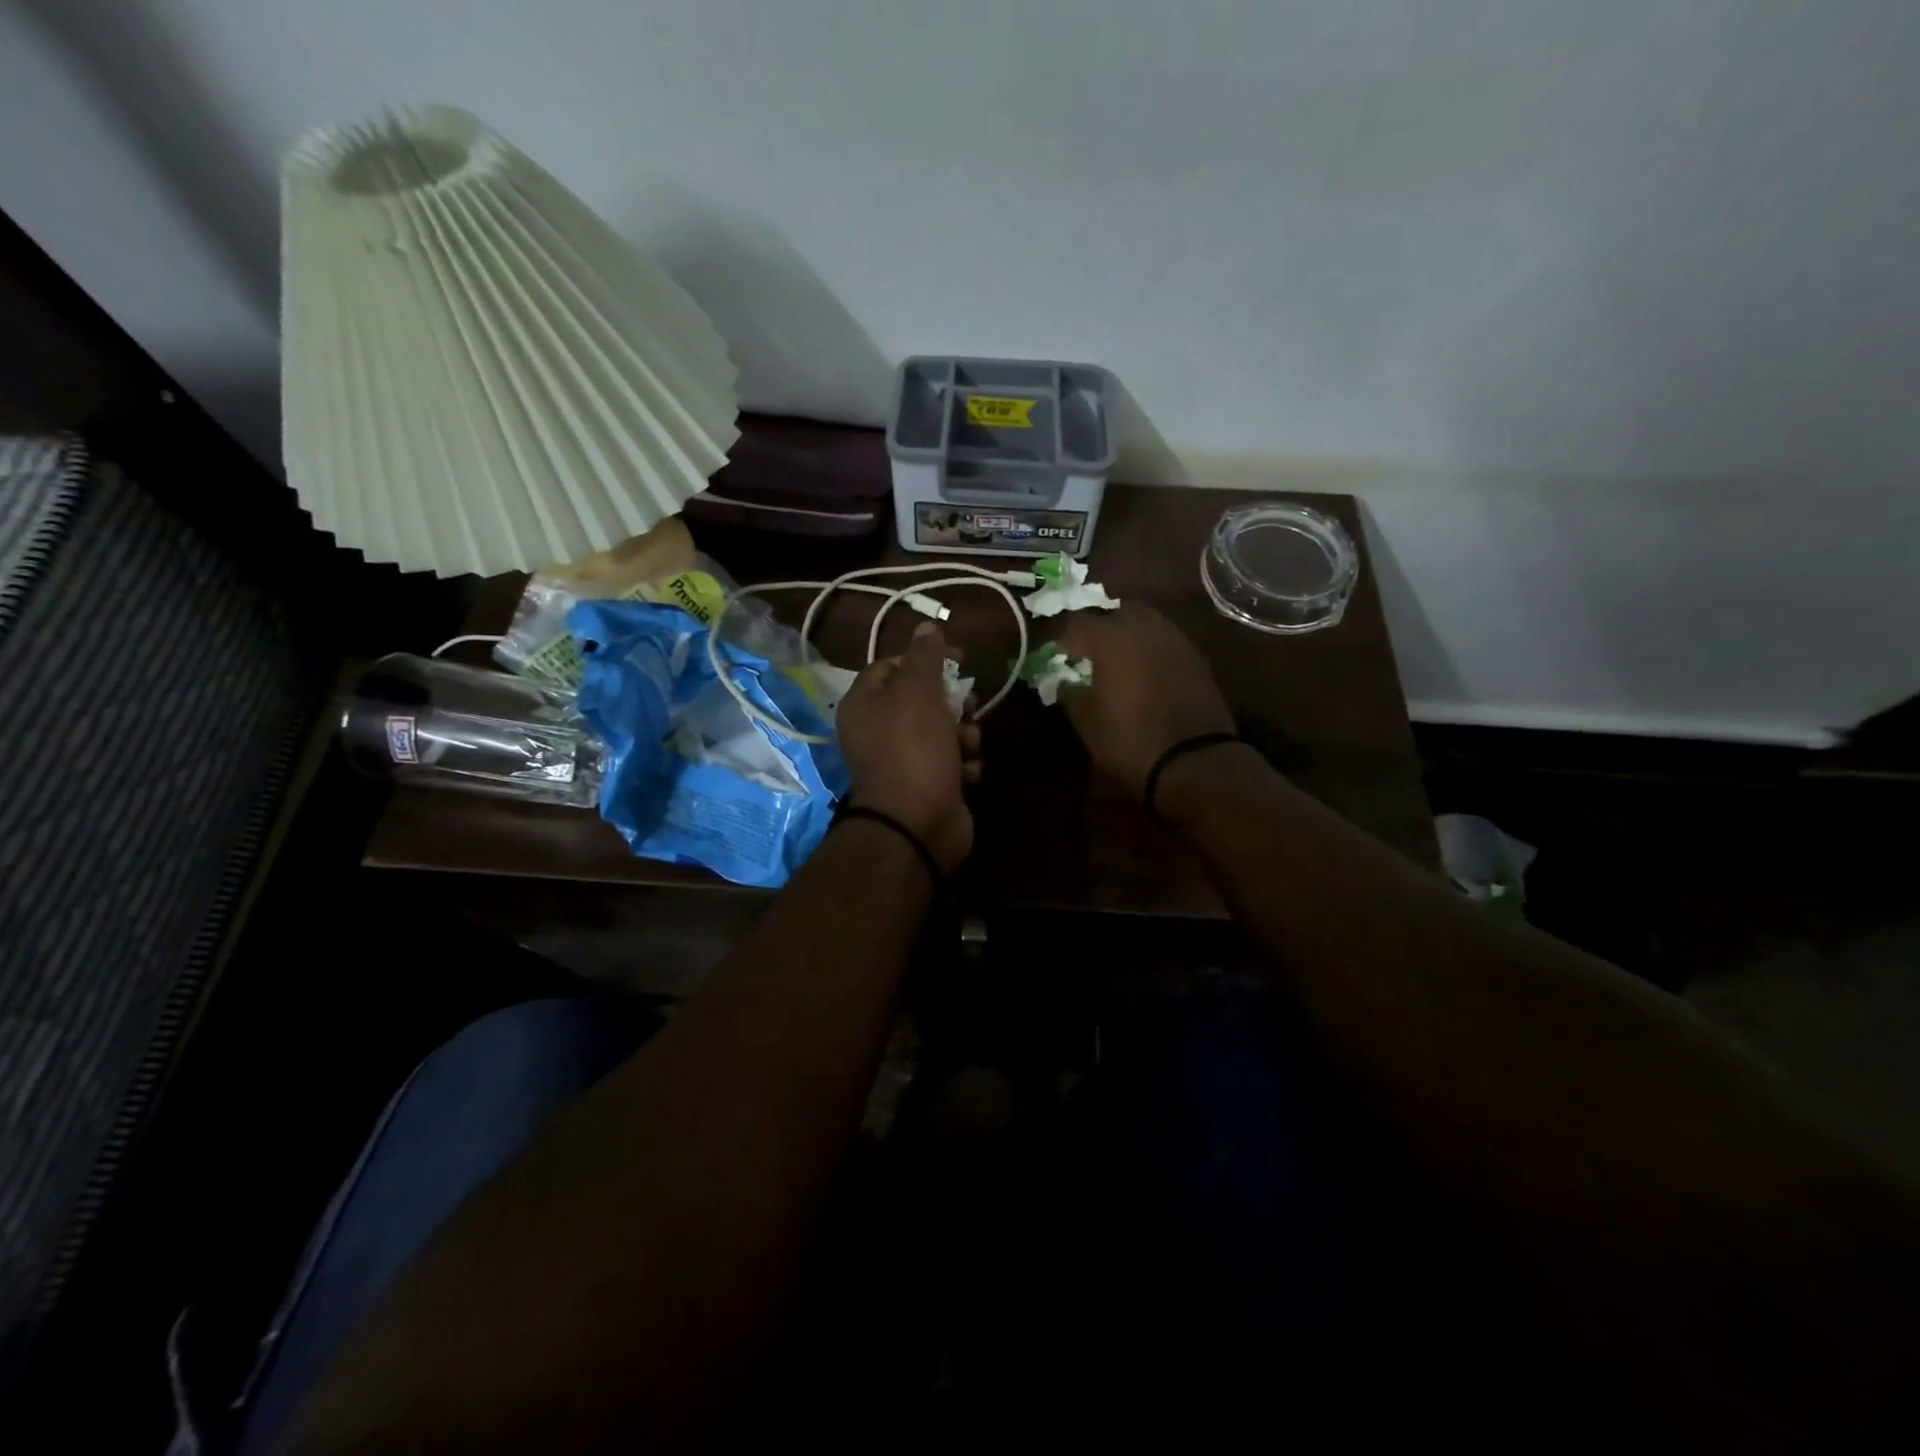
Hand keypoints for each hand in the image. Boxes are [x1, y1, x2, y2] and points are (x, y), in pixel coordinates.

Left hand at [837, 623, 981, 872]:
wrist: (917, 824)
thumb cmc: (913, 749)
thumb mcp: (918, 692)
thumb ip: (924, 657)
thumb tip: (927, 626)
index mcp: (864, 704)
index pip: (891, 665)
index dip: (925, 658)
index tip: (958, 659)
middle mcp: (878, 730)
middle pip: (923, 699)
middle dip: (952, 702)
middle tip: (966, 708)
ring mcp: (904, 760)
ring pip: (944, 730)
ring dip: (964, 735)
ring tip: (967, 747)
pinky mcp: (928, 784)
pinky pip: (951, 761)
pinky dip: (963, 764)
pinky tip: (968, 773)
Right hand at [1054, 604, 1236, 799]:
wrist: (1193, 760)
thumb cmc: (1129, 738)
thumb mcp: (1087, 721)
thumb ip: (1070, 693)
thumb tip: (1066, 682)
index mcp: (1111, 637)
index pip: (1077, 623)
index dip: (1063, 639)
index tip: (1058, 657)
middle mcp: (1145, 627)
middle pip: (1117, 612)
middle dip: (1102, 628)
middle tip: (1092, 653)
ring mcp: (1176, 640)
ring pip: (1147, 623)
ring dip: (1131, 637)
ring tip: (1121, 663)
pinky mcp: (1197, 659)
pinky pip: (1167, 643)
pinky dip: (1153, 652)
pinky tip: (1148, 675)